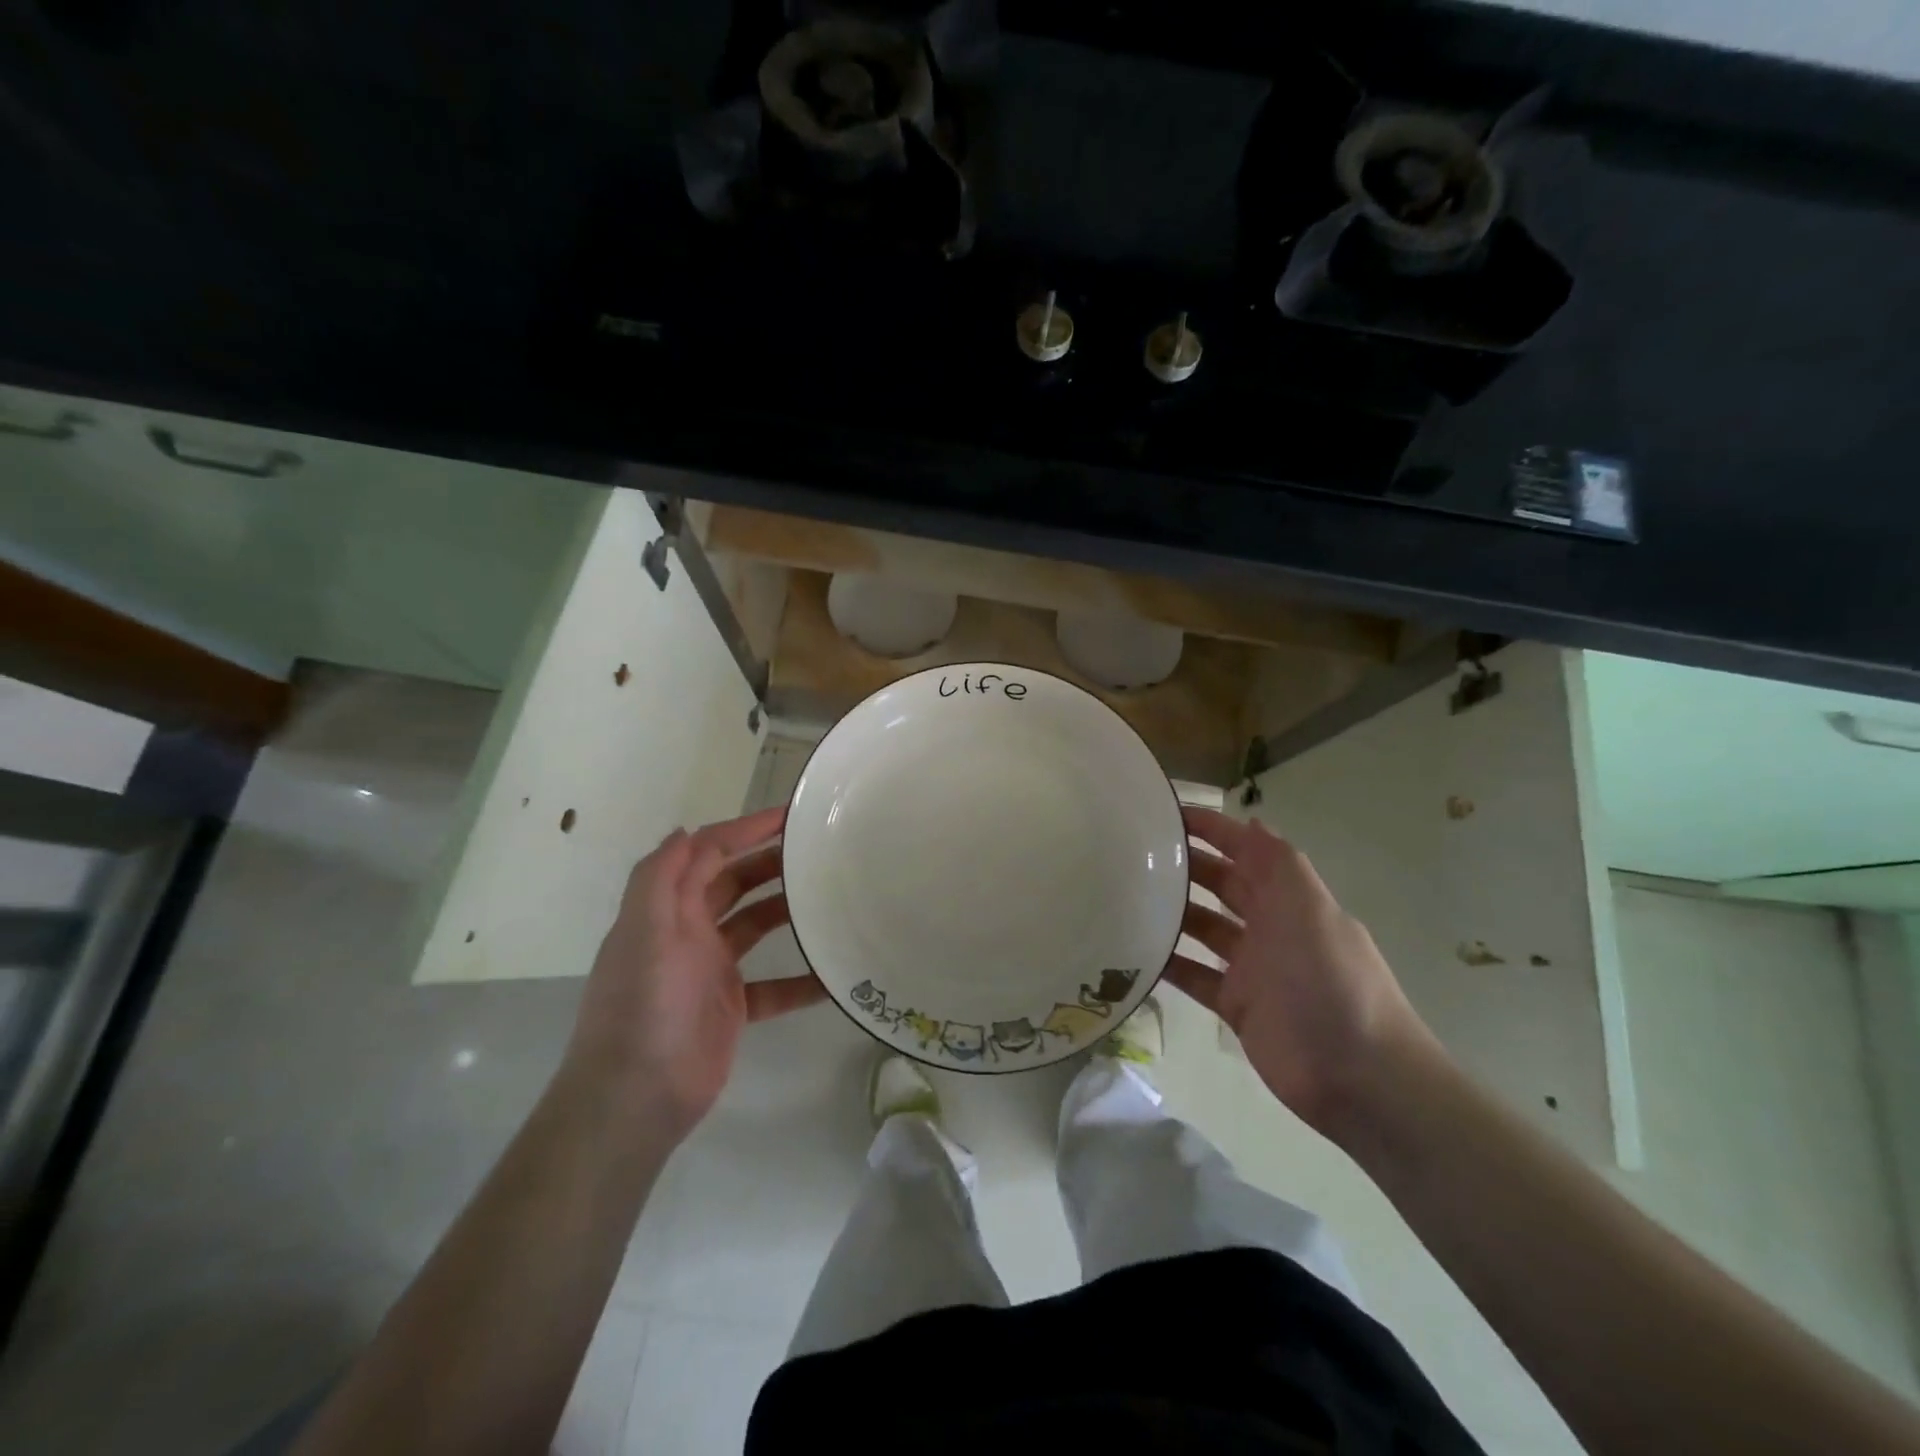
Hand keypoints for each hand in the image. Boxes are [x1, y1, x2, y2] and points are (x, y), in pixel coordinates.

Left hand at [565, 807, 825, 1141]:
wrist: (634, 1100)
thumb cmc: (642, 1008)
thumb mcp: (642, 933)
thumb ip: (659, 878)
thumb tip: (685, 831)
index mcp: (668, 910)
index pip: (708, 853)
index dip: (745, 829)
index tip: (790, 816)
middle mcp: (689, 933)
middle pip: (735, 883)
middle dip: (771, 862)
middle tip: (820, 851)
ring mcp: (712, 972)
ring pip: (756, 927)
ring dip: (788, 911)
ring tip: (832, 898)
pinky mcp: (732, 1009)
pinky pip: (775, 986)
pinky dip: (802, 980)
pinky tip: (835, 976)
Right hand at [1165, 806, 1435, 1135]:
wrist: (1359, 1077)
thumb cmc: (1332, 982)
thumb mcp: (1310, 911)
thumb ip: (1280, 864)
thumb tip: (1252, 822)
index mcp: (1291, 900)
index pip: (1247, 852)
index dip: (1213, 830)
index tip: (1168, 814)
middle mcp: (1271, 927)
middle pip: (1223, 886)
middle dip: (1187, 866)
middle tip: (1134, 853)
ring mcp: (1253, 968)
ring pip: (1205, 928)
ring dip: (1173, 912)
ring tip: (1126, 896)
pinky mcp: (1236, 1006)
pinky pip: (1195, 976)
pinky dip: (1169, 963)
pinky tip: (1134, 952)